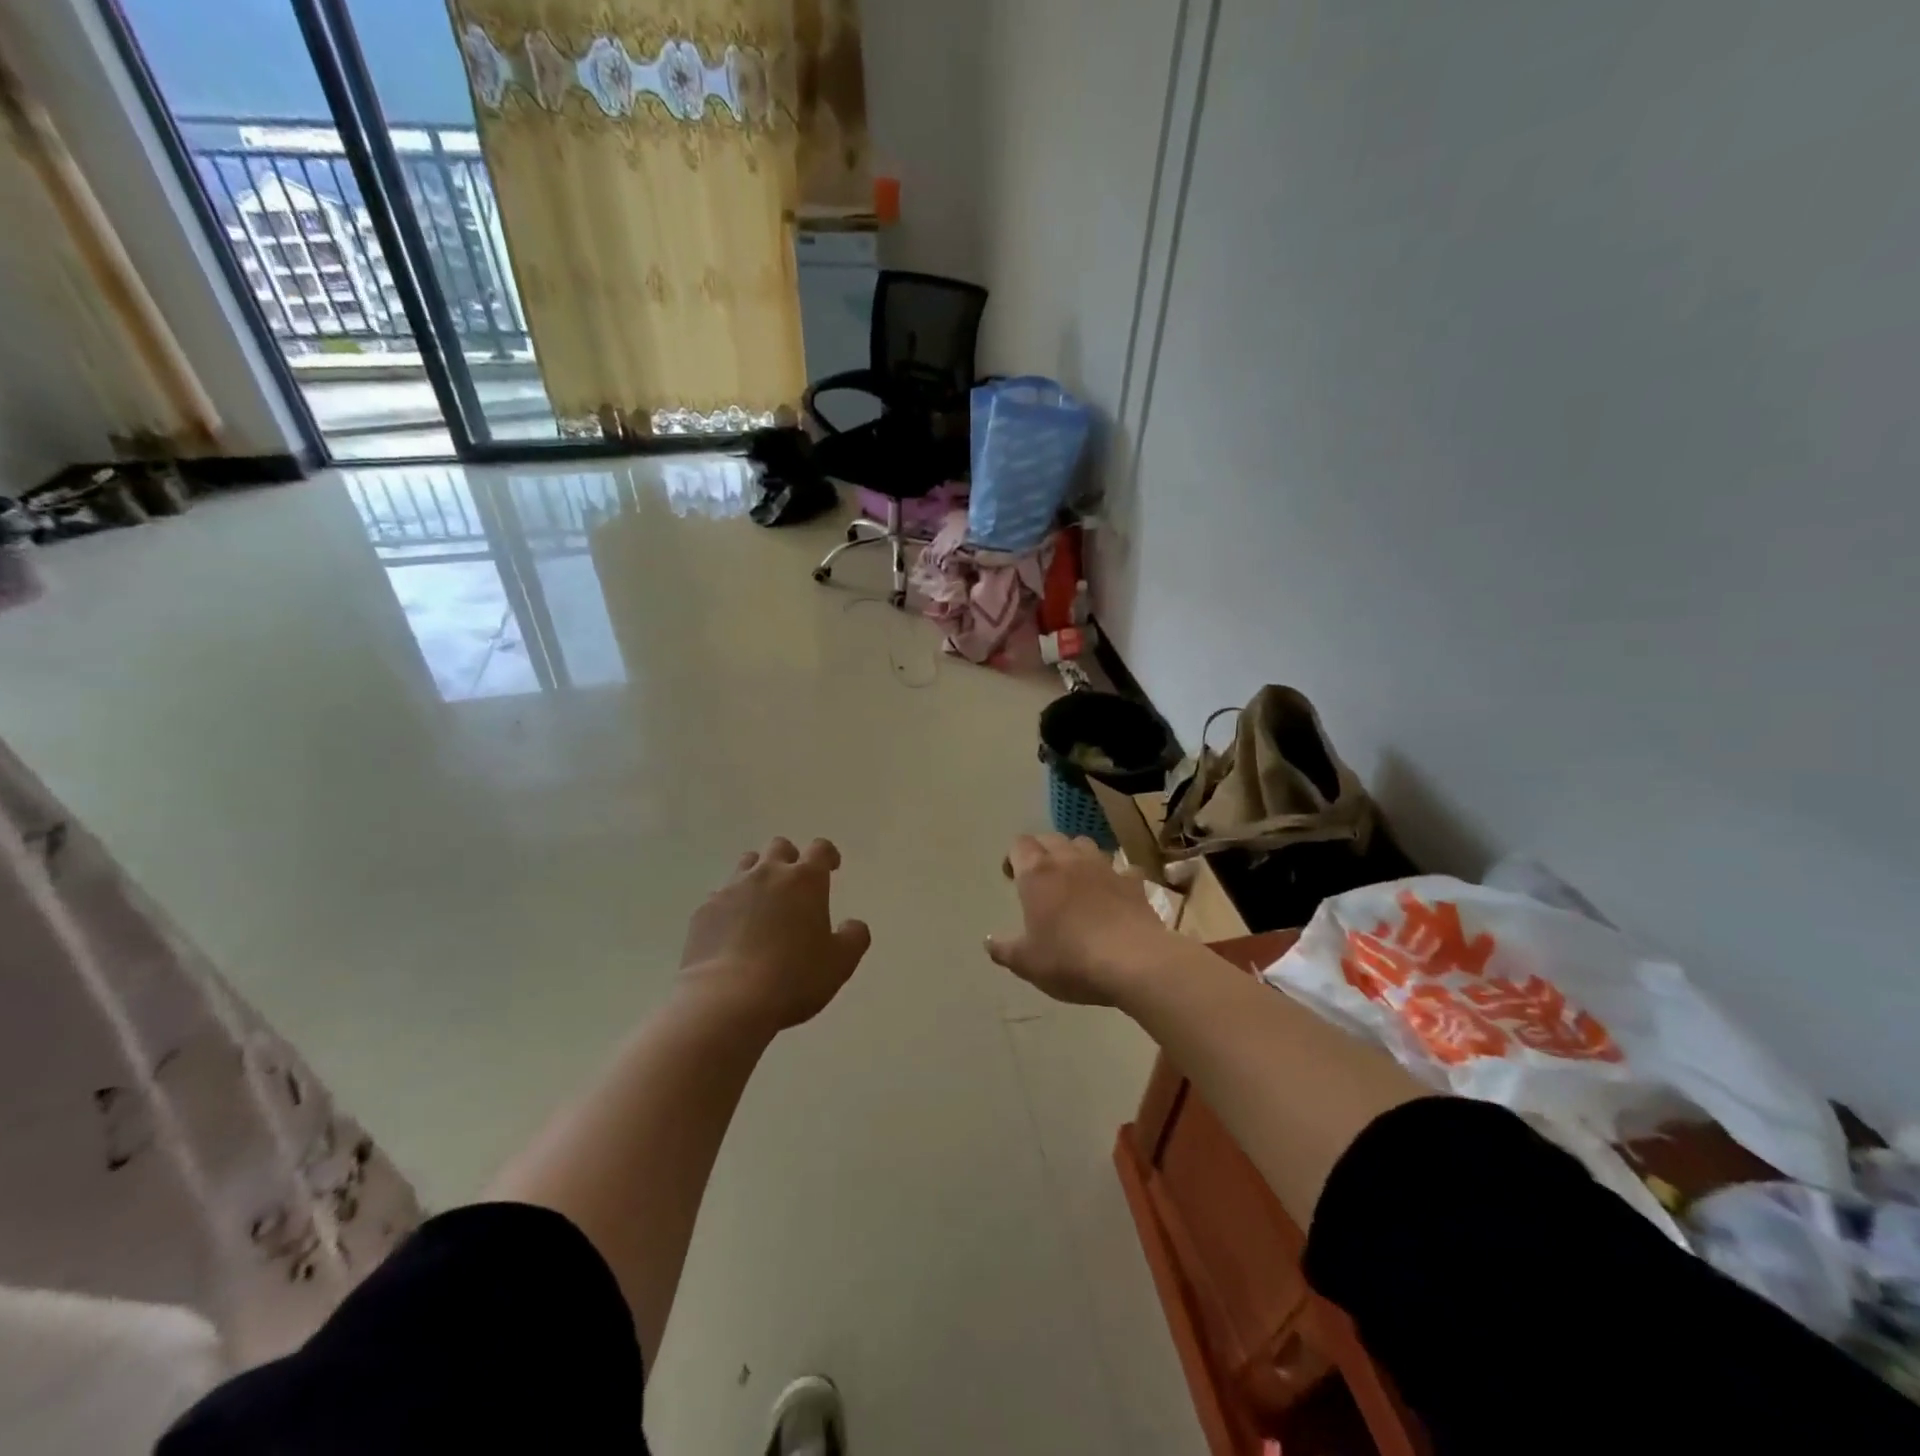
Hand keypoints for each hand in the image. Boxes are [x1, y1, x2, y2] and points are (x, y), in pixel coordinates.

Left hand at [679, 837, 871, 1031]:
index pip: (820, 849)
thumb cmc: (794, 978)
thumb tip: (853, 925)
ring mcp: (731, 889)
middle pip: (779, 847)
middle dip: (790, 859)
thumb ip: (854, 937)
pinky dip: (730, 905)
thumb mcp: (840, 963)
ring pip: (746, 865)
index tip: (831, 867)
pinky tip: (733, 931)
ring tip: (762, 903)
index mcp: (805, 880)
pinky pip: (720, 896)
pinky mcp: (704, 911)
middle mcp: (768, 874)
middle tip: (795, 885)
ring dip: (758, 875)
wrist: (727, 1000)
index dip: (828, 855)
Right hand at [986, 834, 1179, 1005]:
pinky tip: (1113, 892)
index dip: (1013, 856)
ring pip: (1085, 844)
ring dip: (1075, 855)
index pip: (1020, 845)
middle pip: (1051, 838)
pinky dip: (1113, 876)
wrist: (1134, 962)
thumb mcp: (1027, 963)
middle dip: (1041, 851)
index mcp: (1037, 873)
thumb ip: (1004, 950)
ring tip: (1074, 879)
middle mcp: (1069, 860)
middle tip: (1039, 878)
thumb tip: (988, 941)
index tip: (1012, 877)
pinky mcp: (1134, 882)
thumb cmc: (1070, 960)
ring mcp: (1105, 867)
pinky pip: (1121, 868)